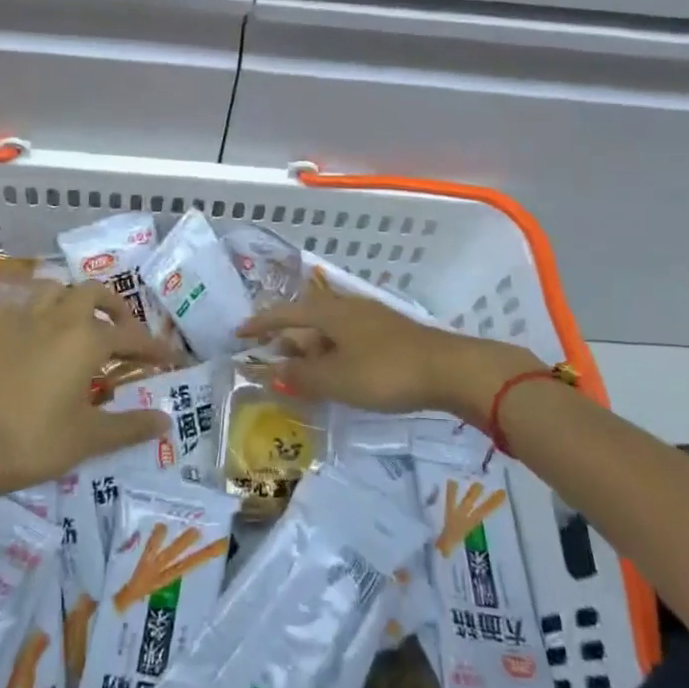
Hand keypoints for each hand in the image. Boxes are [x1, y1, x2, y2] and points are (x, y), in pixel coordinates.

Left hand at [0, 281, 177, 495]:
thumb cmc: (33, 441)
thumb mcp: (88, 438)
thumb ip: (130, 426)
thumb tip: (166, 421)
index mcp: (86, 339)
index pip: (131, 336)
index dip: (153, 348)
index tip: (169, 358)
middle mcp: (58, 318)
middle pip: (93, 293)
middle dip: (115, 307)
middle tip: (123, 332)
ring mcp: (22, 320)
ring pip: (56, 291)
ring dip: (76, 301)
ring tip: (81, 326)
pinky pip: (27, 309)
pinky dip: (44, 316)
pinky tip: (40, 343)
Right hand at [238, 284, 534, 421]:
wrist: (450, 370)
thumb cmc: (386, 371)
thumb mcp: (337, 379)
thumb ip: (302, 376)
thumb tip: (273, 369)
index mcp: (330, 312)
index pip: (285, 313)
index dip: (261, 323)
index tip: (239, 333)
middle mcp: (348, 308)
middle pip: (308, 319)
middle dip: (288, 339)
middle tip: (271, 361)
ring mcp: (372, 320)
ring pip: (330, 331)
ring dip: (311, 350)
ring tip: (302, 373)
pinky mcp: (390, 336)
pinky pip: (348, 341)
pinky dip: (333, 355)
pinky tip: (338, 375)